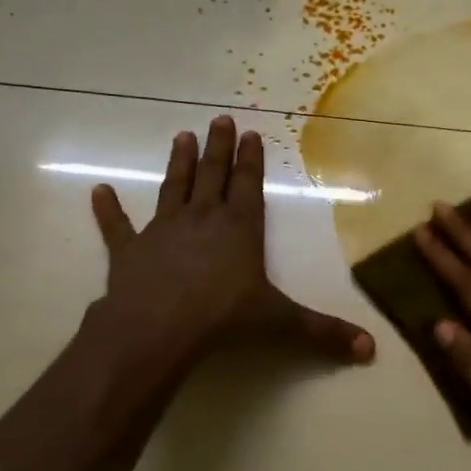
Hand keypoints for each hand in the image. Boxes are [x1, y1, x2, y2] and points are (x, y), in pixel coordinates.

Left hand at [87, 115, 375, 368]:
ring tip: (181, 137)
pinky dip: (108, 210)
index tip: (251, 132)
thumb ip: (323, 333)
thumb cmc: (224, 317)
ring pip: (173, 189)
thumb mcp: (281, 323)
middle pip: (213, 176)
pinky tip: (98, 191)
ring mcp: (163, 230)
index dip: (251, 159)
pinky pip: (117, 226)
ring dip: (179, 164)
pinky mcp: (129, 250)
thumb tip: (371, 350)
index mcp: (240, 228)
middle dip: (218, 148)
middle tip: (218, 120)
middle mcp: (203, 219)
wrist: (158, 327)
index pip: (249, 185)